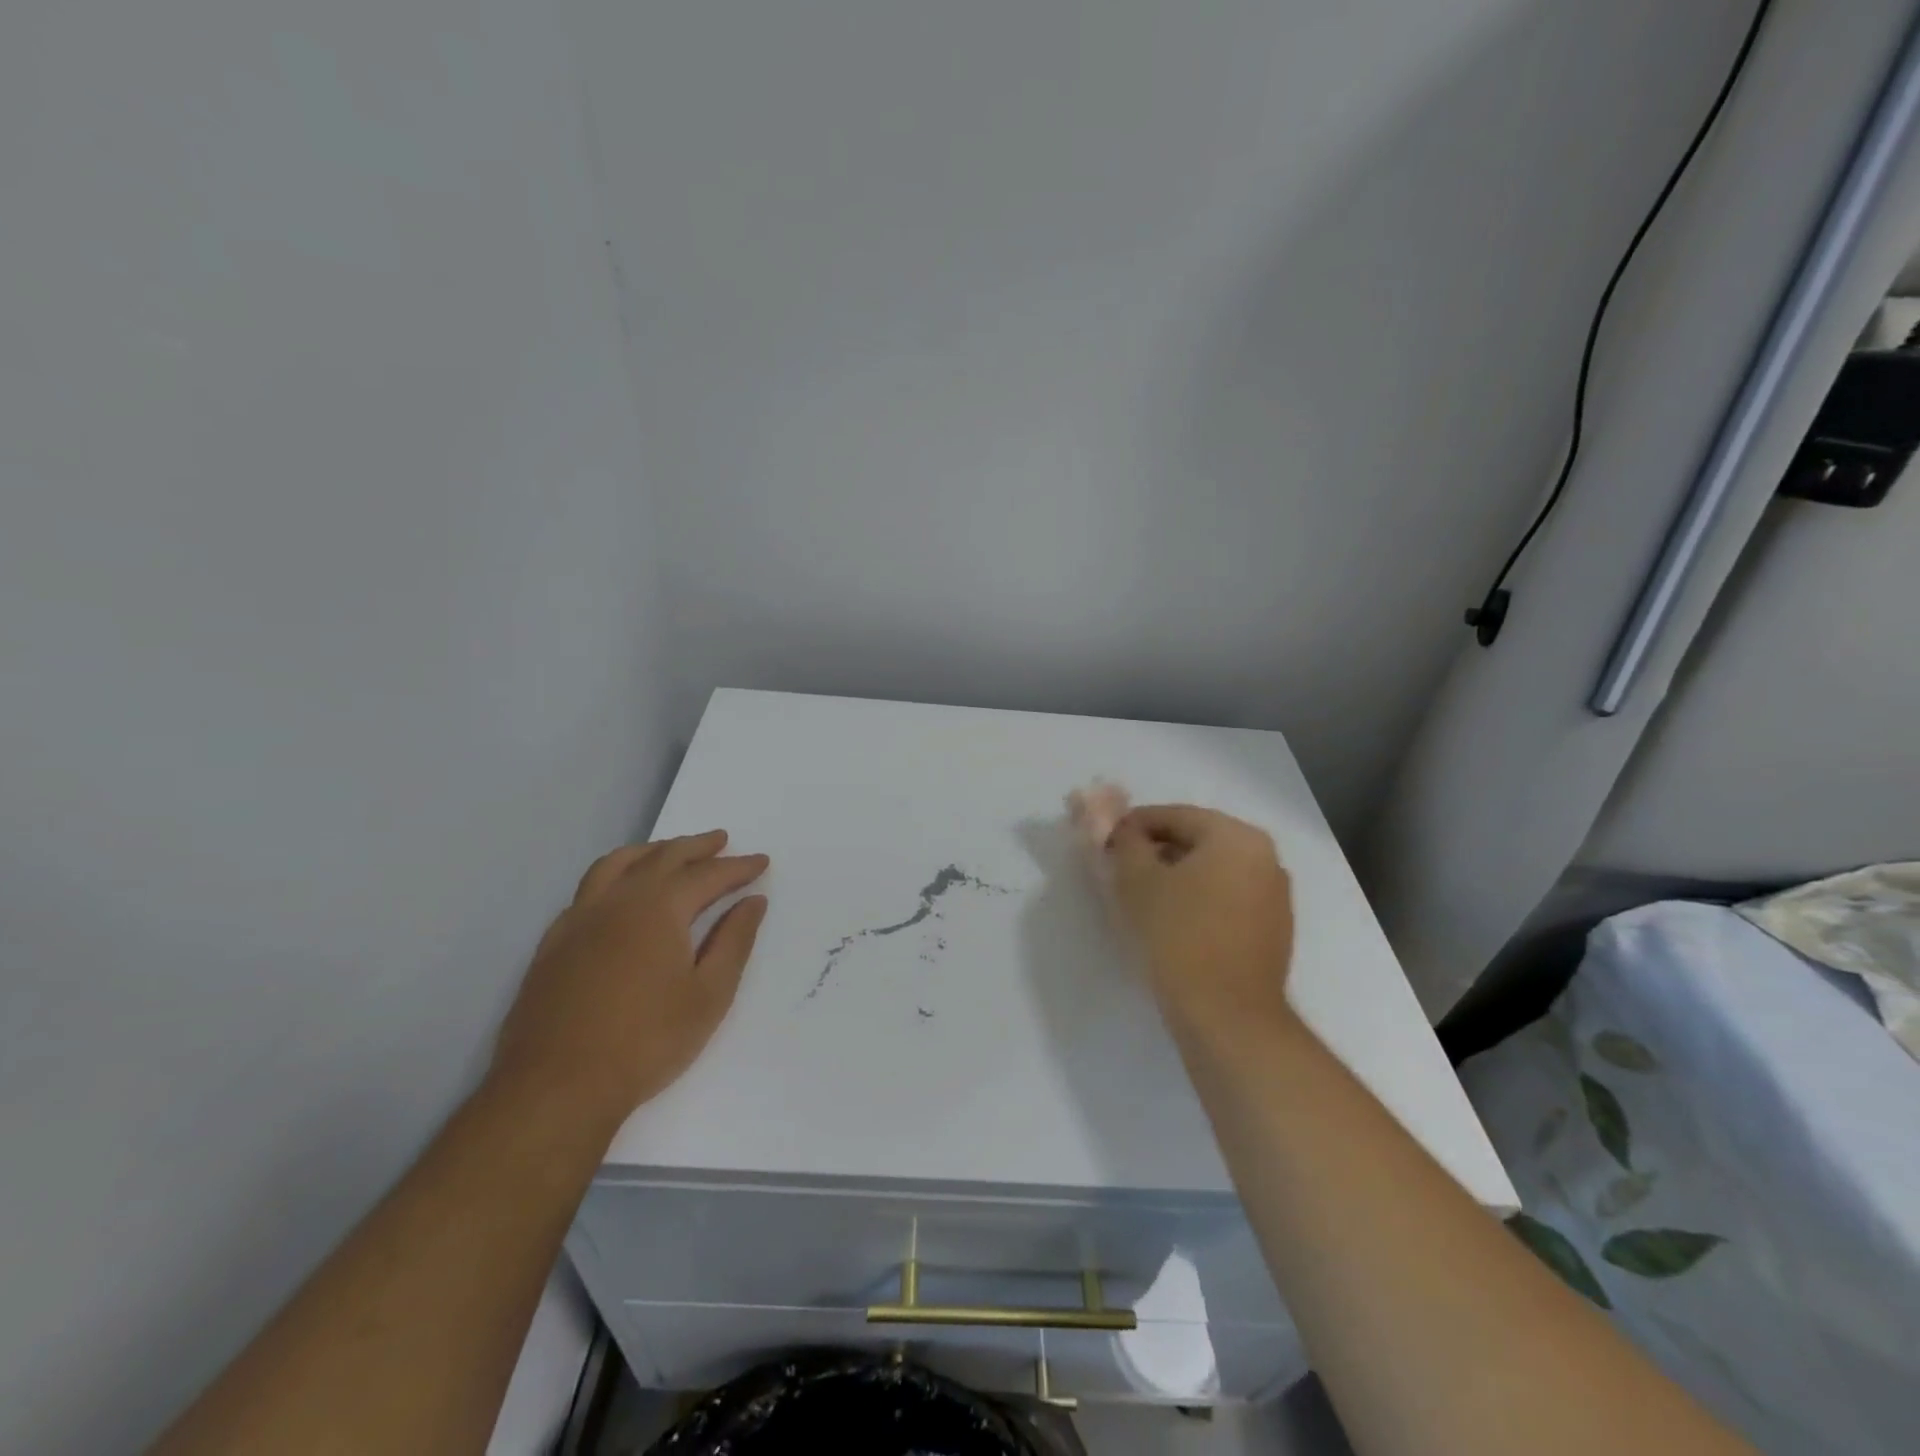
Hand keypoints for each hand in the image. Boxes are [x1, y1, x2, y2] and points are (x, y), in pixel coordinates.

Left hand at [489, 830, 769, 1133]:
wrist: (555, 1088)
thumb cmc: (646, 1041)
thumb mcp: (709, 994)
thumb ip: (734, 941)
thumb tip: (753, 902)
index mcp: (658, 908)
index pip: (707, 874)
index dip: (738, 867)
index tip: (760, 861)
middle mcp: (617, 900)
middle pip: (661, 857)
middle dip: (696, 847)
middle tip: (721, 841)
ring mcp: (578, 919)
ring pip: (617, 864)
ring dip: (651, 851)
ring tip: (670, 852)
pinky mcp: (554, 943)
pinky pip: (588, 889)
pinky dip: (615, 876)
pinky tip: (621, 895)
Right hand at [1105, 805, 1294, 1037]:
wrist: (1227, 1017)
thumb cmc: (1178, 936)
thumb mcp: (1136, 880)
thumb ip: (1124, 841)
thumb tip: (1119, 827)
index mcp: (1237, 836)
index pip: (1174, 816)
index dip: (1133, 825)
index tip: (1104, 843)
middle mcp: (1265, 858)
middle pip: (1196, 841)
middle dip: (1155, 851)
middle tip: (1119, 870)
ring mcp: (1275, 896)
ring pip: (1212, 872)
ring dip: (1176, 877)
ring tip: (1141, 899)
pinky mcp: (1273, 931)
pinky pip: (1227, 900)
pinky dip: (1198, 901)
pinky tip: (1172, 923)